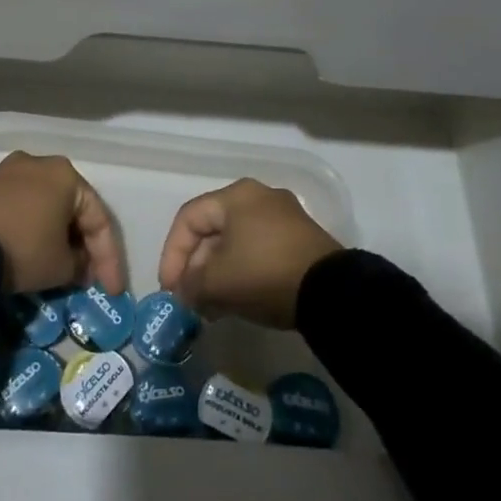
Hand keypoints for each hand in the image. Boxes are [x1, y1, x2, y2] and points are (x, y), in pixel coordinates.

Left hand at [0, 152, 126, 295]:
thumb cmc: (22, 248)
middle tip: (88, 276)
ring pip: (45, 206)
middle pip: (71, 208)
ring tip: (60, 267)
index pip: (99, 219)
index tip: (112, 290)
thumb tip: (79, 265)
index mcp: (67, 175)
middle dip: (82, 244)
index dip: (109, 259)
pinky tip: (32, 252)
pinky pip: (20, 208)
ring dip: (56, 236)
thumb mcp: (60, 266)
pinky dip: (31, 229)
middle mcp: (40, 164)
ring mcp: (9, 171)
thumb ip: (80, 266)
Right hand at [157, 178, 341, 328]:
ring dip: (216, 273)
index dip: (172, 254)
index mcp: (236, 195)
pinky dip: (240, 273)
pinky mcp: (299, 240)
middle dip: (195, 266)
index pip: (189, 219)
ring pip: (235, 243)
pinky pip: (257, 251)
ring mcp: (283, 218)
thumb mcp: (218, 282)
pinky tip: (234, 301)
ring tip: (208, 306)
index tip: (169, 288)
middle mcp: (259, 197)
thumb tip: (185, 293)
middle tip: (189, 298)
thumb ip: (191, 285)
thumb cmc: (264, 273)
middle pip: (213, 230)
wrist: (331, 292)